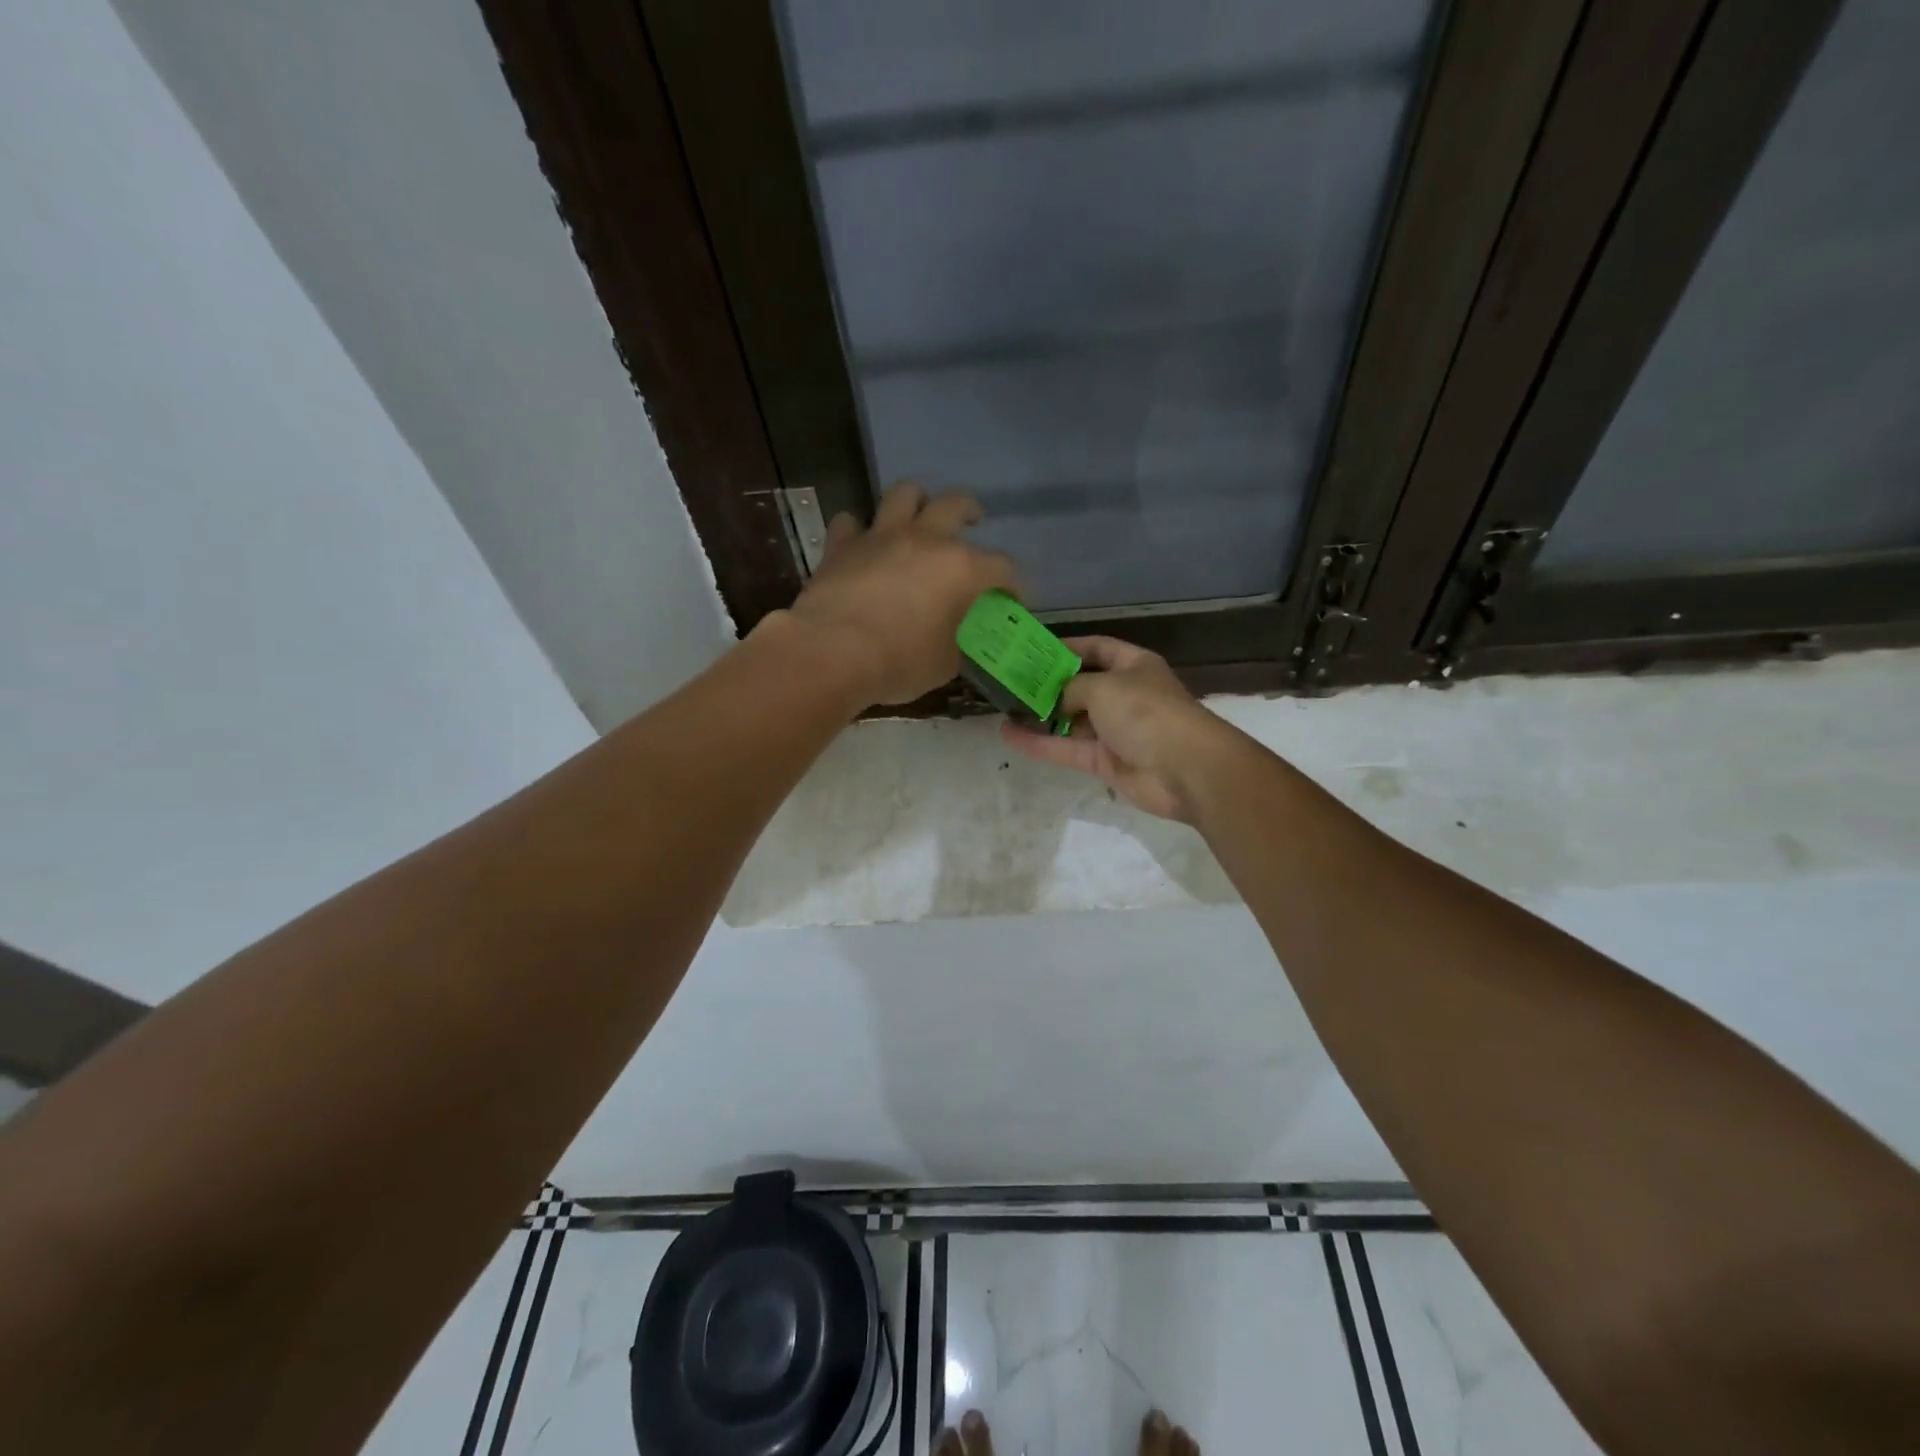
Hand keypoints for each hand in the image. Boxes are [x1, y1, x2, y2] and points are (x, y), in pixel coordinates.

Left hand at [785, 482, 1016, 707]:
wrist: (833, 652)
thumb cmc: (900, 662)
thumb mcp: (944, 664)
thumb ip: (956, 644)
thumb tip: (953, 641)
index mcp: (961, 569)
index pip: (1002, 567)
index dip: (1012, 584)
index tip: (1011, 600)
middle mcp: (925, 540)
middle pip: (956, 504)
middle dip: (970, 511)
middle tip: (973, 521)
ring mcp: (881, 536)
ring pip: (903, 494)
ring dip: (915, 501)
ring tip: (918, 515)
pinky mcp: (842, 545)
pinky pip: (850, 522)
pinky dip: (857, 530)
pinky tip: (860, 542)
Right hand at [1000, 636, 1235, 823]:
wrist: (1185, 769)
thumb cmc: (1146, 712)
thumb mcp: (1104, 686)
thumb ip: (1071, 687)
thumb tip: (1056, 699)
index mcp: (1133, 666)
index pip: (1097, 648)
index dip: (1068, 647)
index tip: (1033, 650)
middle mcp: (1124, 695)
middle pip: (1080, 686)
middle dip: (1048, 685)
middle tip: (1009, 681)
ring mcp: (1114, 730)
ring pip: (1070, 720)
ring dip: (1040, 716)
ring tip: (1003, 708)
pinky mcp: (1104, 762)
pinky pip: (1067, 748)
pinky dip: (1040, 743)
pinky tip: (1009, 735)